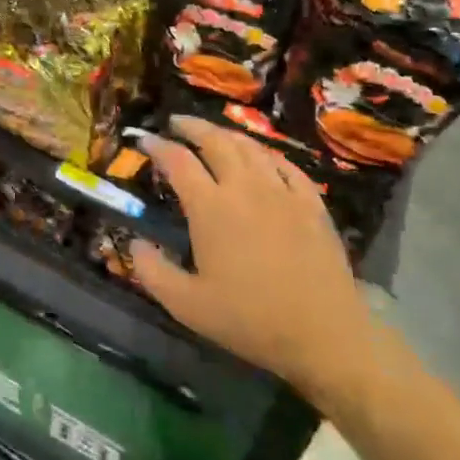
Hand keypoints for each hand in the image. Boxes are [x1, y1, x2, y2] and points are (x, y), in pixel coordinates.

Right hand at [130, 119, 374, 410]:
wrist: (325, 336)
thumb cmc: (250, 320)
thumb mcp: (186, 305)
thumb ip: (152, 271)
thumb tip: (134, 242)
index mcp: (210, 207)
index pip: (178, 161)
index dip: (157, 146)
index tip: (144, 140)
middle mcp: (245, 187)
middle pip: (215, 140)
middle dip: (192, 127)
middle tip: (176, 123)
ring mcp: (282, 192)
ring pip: (251, 147)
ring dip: (226, 134)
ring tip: (213, 134)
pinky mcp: (312, 204)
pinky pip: (286, 165)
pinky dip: (267, 154)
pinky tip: (262, 158)